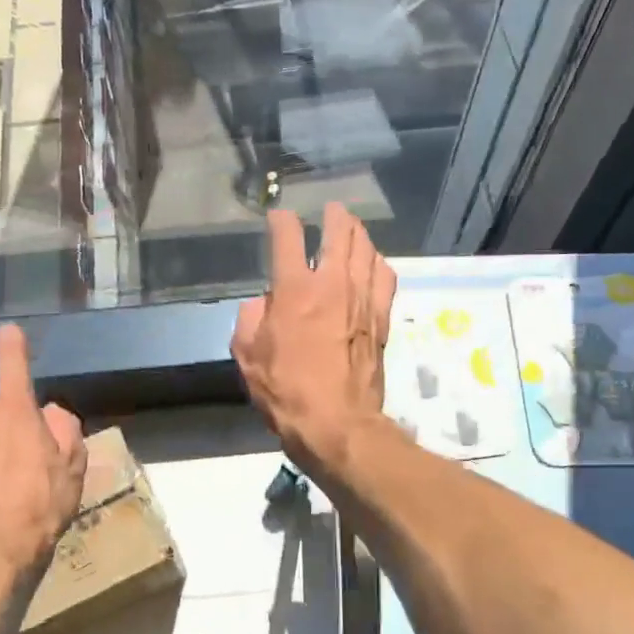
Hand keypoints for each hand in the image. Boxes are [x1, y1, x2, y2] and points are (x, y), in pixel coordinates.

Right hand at [232, 203, 396, 475]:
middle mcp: (332, 285)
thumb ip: (249, 320)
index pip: (288, 237)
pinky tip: (373, 263)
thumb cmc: (285, 391)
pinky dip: (378, 263)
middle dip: (333, 215)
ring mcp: (362, 300)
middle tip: (329, 210)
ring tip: (352, 229)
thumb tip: (262, 304)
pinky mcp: (381, 319)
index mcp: (294, 290)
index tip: (278, 217)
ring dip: (358, 234)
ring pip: (367, 249)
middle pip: (340, 232)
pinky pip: (385, 277)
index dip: (281, 220)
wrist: (336, 423)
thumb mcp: (247, 356)